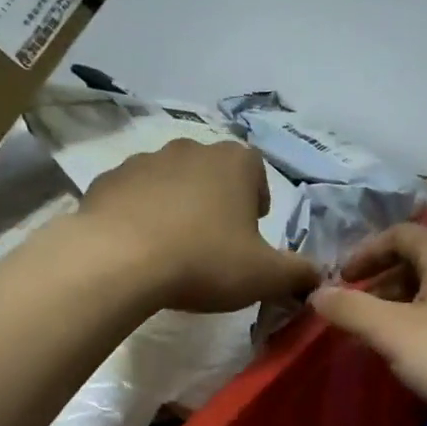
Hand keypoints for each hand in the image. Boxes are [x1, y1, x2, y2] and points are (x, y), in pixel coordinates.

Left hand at [76, 139, 319, 312]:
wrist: (118, 262)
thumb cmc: (204, 260)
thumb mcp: (265, 276)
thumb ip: (299, 273)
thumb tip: (319, 276)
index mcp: (234, 162)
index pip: (256, 170)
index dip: (256, 200)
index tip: (250, 232)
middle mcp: (191, 149)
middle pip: (213, 173)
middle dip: (217, 202)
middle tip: (215, 243)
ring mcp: (144, 160)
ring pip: (171, 181)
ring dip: (177, 206)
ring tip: (174, 248)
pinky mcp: (107, 180)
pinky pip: (133, 196)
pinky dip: (139, 214)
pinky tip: (138, 247)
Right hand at [309, 223, 426, 425]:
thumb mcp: (395, 335)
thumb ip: (351, 310)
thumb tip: (317, 293)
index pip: (398, 234)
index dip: (364, 253)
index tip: (340, 280)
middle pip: (422, 258)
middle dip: (385, 281)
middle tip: (360, 312)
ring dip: (410, 302)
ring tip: (390, 336)